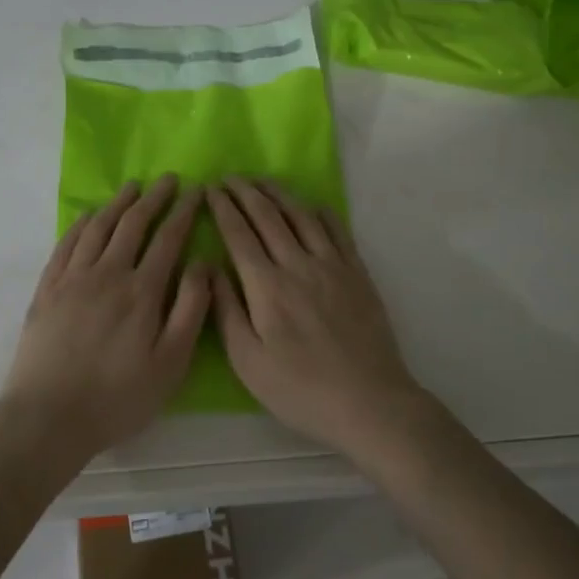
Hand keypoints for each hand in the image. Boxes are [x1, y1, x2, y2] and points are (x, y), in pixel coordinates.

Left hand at [2, 175, 209, 460]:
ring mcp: (73, 278)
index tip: (197, 190)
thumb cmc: (118, 397)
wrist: (48, 416)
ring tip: (132, 187)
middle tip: (169, 179)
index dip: (184, 211)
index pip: (168, 238)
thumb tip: (204, 263)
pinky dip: (81, 224)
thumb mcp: (170, 364)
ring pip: (99, 227)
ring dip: (118, 203)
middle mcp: (108, 273)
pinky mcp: (47, 288)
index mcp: (142, 291)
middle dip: (155, 197)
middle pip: (133, 224)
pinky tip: (89, 216)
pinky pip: (66, 243)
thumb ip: (190, 310)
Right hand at [208, 178, 426, 456]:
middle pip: (268, 216)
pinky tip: (311, 205)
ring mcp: (332, 265)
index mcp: (266, 286)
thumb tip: (210, 269)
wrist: (369, 401)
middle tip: (230, 177)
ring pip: (301, 215)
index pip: (239, 234)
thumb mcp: (248, 361)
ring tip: (262, 181)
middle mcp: (298, 264)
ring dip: (279, 193)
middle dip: (245, 192)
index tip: (209, 189)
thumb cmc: (300, 389)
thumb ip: (225, 311)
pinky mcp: (357, 273)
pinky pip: (338, 230)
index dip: (222, 208)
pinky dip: (320, 211)